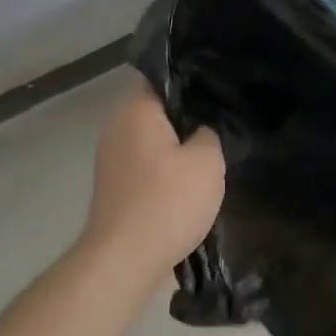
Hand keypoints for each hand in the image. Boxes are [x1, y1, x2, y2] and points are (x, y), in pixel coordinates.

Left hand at [81, 81, 224, 280]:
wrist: (125, 260)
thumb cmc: (168, 202)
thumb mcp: (207, 161)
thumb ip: (209, 132)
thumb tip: (202, 128)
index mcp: (136, 110)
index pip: (162, 75)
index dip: (192, 76)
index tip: (220, 84)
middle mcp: (117, 126)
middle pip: (157, 106)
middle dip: (188, 111)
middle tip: (223, 116)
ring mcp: (112, 157)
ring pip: (153, 136)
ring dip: (179, 141)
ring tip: (213, 147)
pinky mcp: (115, 184)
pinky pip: (146, 160)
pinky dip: (167, 164)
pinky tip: (191, 177)